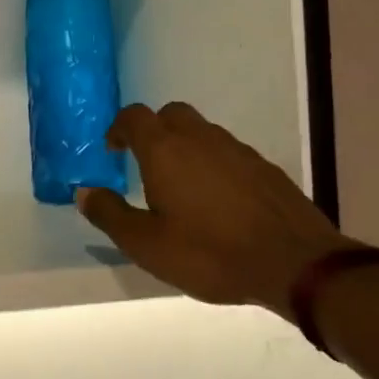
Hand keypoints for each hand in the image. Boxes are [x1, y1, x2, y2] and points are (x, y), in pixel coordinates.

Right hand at [76, 102, 358, 316]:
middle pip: (171, 114)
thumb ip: (110, 214)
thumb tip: (84, 192)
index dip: (119, 128)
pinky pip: (228, 153)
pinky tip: (217, 200)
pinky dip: (214, 164)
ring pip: (202, 132)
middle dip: (153, 130)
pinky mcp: (264, 167)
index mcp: (165, 150)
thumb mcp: (146, 244)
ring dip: (185, 147)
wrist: (294, 263)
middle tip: (145, 163)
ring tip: (180, 185)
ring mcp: (237, 149)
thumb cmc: (209, 253)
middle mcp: (200, 138)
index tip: (113, 150)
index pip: (134, 117)